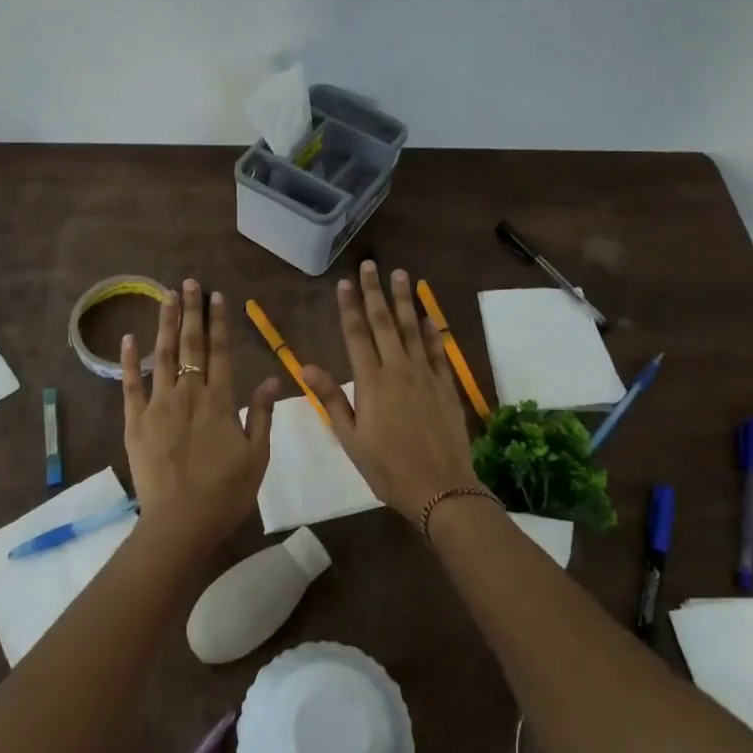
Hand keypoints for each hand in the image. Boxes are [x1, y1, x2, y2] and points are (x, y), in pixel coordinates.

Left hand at [121, 279, 280, 553]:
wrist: (181, 524)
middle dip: (191, 311)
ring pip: (162, 356)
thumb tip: (273, 379)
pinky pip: (130, 386)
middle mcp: (189, 394)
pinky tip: (128, 338)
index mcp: (220, 401)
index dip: (219, 322)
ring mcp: (158, 406)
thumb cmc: (226, 493)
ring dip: (164, 324)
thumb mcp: (258, 456)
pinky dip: (129, 361)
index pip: (221, 351)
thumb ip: (263, 415)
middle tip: (189, 282)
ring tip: (165, 296)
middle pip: (190, 345)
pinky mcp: (135, 422)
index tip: (217, 296)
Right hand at [301, 262, 479, 521]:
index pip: (357, 334)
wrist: (440, 488)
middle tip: (372, 265)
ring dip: (405, 301)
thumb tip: (306, 365)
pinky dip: (431, 330)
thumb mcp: (350, 438)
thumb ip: (331, 399)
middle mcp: (398, 370)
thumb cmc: (387, 468)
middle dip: (376, 292)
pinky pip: (437, 350)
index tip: (345, 282)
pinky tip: (427, 316)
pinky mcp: (445, 385)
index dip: (350, 307)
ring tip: (401, 275)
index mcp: (371, 382)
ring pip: (412, 329)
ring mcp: (425, 375)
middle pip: (385, 322)